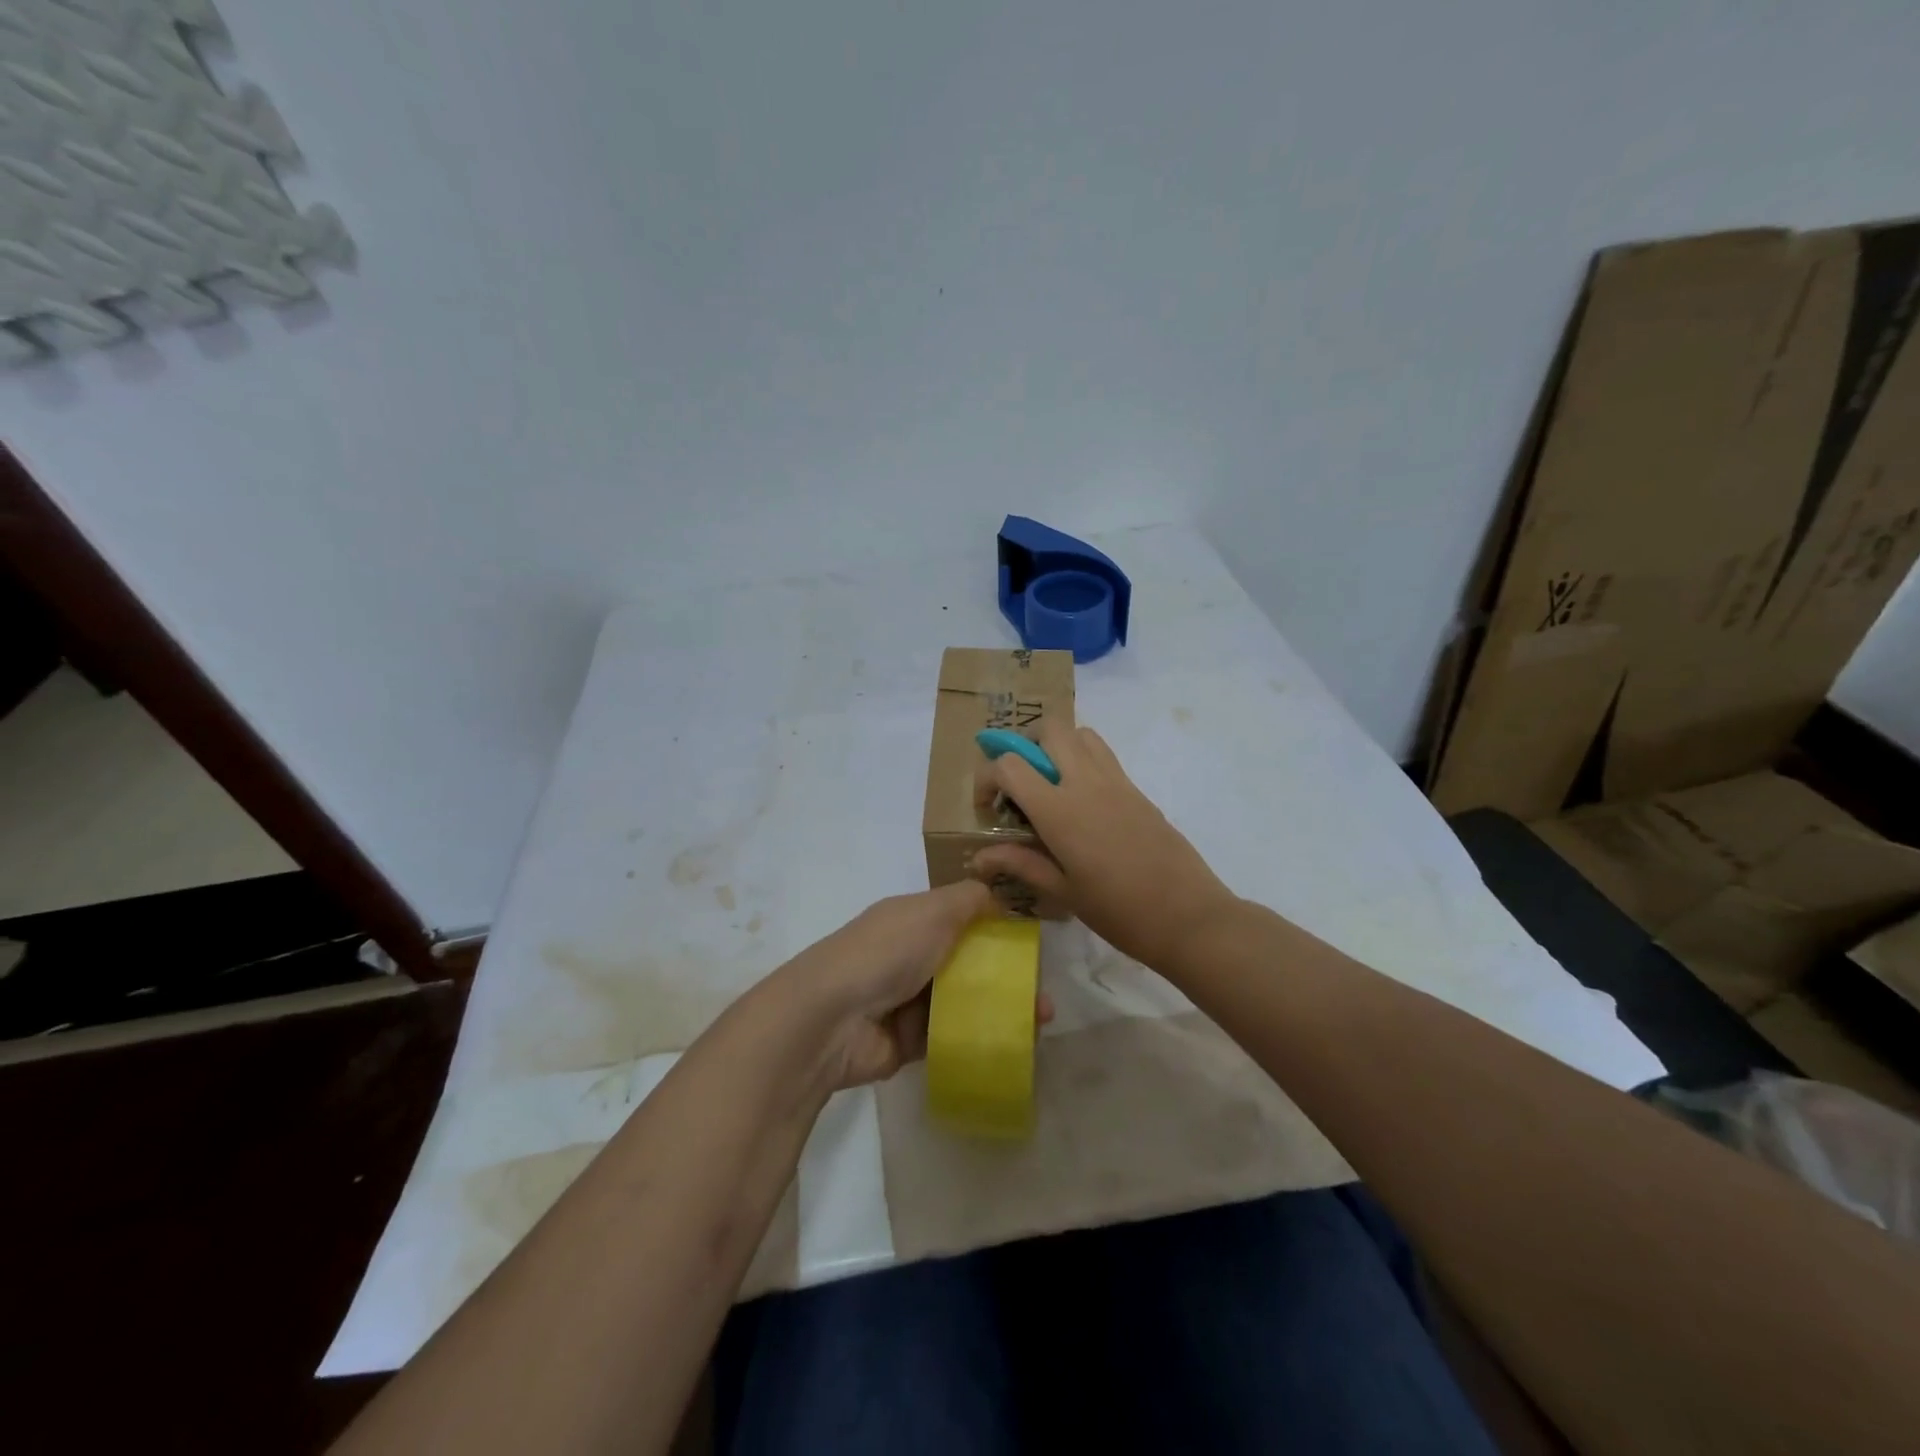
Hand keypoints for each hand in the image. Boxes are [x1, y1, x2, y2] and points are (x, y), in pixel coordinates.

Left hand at [769, 882, 1051, 1090]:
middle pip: (969, 963)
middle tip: (1043, 994)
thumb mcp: (932, 911)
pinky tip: (1016, 1044)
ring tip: (1040, 1022)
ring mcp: (910, 1000)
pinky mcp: (911, 1042)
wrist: (830, 1019)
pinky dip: (982, 1039)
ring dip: (1002, 1009)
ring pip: (966, 1002)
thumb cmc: (885, 952)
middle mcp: (912, 956)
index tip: (1033, 943)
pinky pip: (954, 1037)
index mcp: (914, 920)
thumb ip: (970, 900)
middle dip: (1008, 976)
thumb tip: (1000, 894)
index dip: (998, 927)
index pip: (963, 917)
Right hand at [971, 722, 1236, 972]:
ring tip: (1050, 785)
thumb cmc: (1119, 912)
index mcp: (1060, 810)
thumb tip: (979, 858)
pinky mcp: (1137, 790)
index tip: (989, 807)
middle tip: (1020, 783)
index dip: (988, 778)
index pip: (1010, 765)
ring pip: (1080, 734)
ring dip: (1058, 746)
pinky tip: (1082, 804)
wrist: (1188, 916)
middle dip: (1024, 745)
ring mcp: (1116, 782)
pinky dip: (1083, 761)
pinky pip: (1103, 755)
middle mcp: (1086, 783)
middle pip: (1050, 729)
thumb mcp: (1062, 892)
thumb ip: (1020, 864)